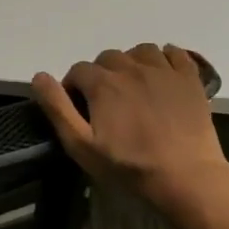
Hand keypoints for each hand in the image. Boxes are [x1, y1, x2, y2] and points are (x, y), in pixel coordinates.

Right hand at [32, 44, 228, 222]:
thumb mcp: (80, 145)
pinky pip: (175, 53)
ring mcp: (163, 70)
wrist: (186, 177)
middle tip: (107, 103)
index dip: (74, 88)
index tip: (80, 109)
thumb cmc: (129, 166)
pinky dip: (165, 58)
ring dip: (131, 63)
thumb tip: (39, 77)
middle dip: (101, 75)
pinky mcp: (189, 79)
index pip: (78, 70)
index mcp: (102, 83)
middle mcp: (130, 67)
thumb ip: (57, 108)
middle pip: (107, 58)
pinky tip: (162, 75)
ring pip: (140, 51)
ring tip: (133, 86)